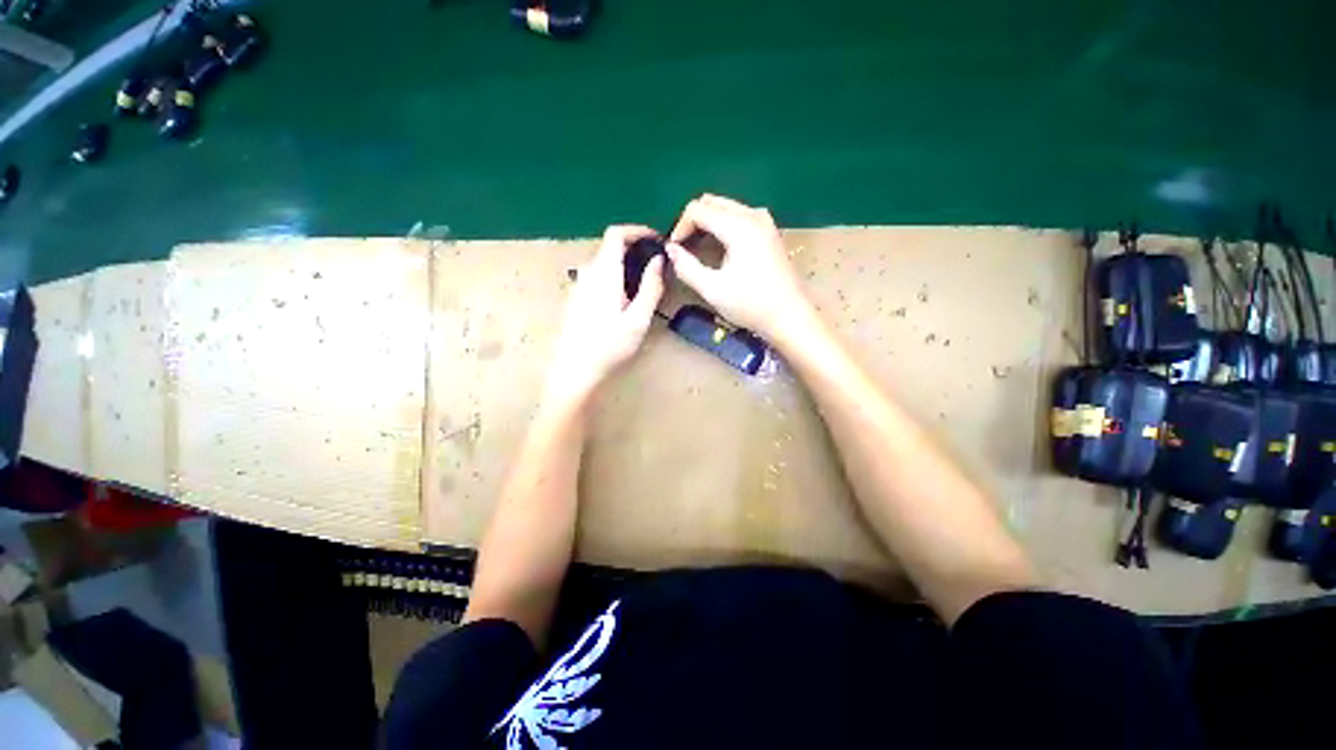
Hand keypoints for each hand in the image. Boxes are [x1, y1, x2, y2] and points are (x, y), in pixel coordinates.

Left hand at [544, 225, 664, 405]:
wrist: (575, 371)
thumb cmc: (609, 346)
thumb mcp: (638, 320)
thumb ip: (651, 287)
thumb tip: (659, 260)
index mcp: (604, 274)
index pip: (616, 234)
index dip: (637, 230)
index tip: (656, 240)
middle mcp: (587, 274)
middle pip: (610, 248)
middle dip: (634, 250)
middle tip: (656, 268)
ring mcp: (579, 287)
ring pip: (604, 264)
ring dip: (624, 266)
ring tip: (643, 286)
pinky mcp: (576, 299)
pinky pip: (597, 278)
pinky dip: (614, 278)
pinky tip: (623, 302)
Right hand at [667, 194, 812, 339]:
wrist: (790, 316)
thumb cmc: (751, 305)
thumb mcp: (713, 290)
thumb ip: (687, 267)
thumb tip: (670, 250)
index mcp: (739, 227)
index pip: (698, 210)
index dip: (680, 227)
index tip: (674, 250)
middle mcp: (753, 215)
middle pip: (712, 202)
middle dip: (693, 221)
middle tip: (684, 247)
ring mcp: (765, 221)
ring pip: (726, 207)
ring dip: (708, 222)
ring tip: (698, 248)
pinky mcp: (770, 231)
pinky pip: (739, 216)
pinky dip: (723, 225)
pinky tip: (720, 248)